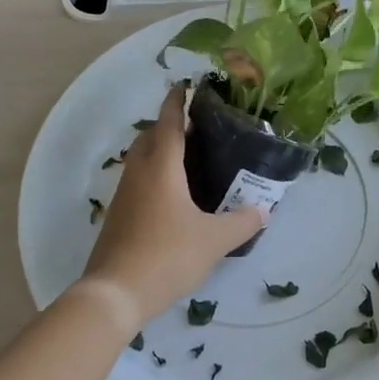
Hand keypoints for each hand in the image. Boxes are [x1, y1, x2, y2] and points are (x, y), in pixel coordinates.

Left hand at [81, 83, 267, 319]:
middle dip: (168, 125)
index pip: (169, 122)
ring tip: (188, 163)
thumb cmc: (167, 255)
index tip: (186, 85)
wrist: (114, 294)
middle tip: (197, 130)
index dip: (177, 101)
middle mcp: (138, 173)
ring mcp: (123, 195)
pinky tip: (171, 198)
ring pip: (140, 160)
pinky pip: (136, 183)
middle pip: (149, 136)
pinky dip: (152, 176)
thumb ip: (241, 223)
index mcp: (161, 167)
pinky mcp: (117, 217)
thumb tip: (264, 211)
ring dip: (158, 152)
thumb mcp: (214, 241)